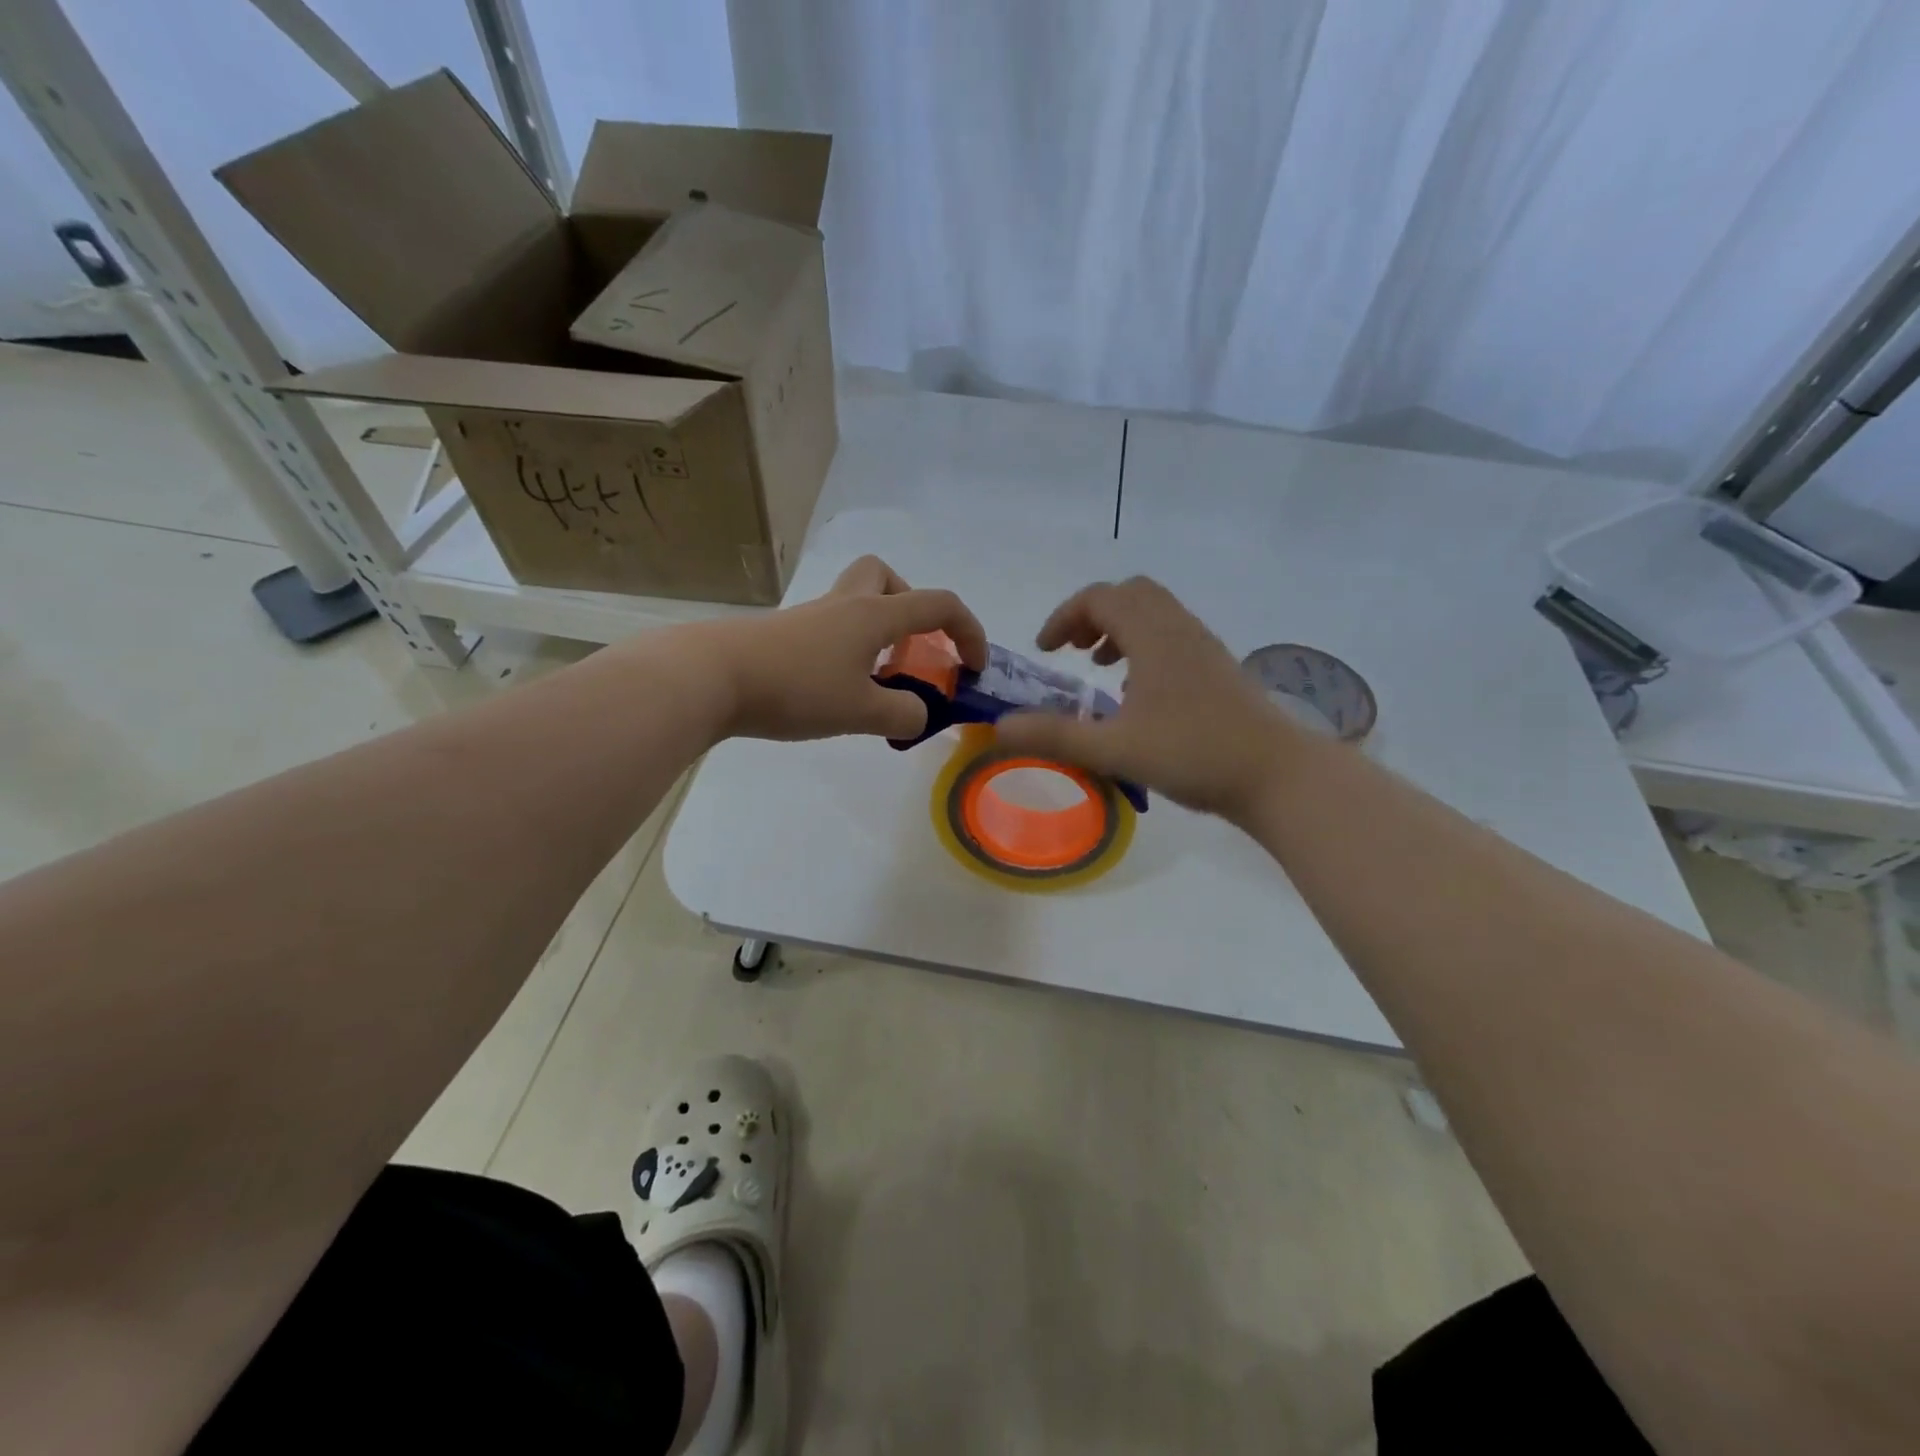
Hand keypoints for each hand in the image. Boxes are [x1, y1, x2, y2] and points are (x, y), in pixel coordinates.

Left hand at [705, 555, 987, 741]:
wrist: (711, 677)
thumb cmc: (795, 688)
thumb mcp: (860, 712)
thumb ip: (902, 716)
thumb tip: (920, 715)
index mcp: (874, 615)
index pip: (938, 605)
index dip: (968, 631)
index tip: (974, 667)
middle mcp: (844, 605)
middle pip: (886, 577)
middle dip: (910, 608)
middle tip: (910, 649)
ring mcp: (810, 617)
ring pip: (855, 602)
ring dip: (878, 632)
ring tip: (876, 679)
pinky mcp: (784, 635)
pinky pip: (830, 629)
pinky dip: (848, 650)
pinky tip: (837, 689)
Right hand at [993, 576, 1300, 820]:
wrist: (1277, 774)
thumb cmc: (1194, 754)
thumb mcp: (1114, 748)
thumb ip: (1054, 736)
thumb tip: (998, 728)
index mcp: (1153, 636)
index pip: (1100, 598)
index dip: (1064, 617)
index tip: (1044, 651)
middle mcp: (1179, 629)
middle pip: (1130, 594)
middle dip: (1093, 614)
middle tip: (1072, 651)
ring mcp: (1205, 647)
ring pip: (1155, 614)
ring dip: (1120, 630)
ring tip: (1101, 668)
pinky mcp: (1219, 668)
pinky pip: (1173, 636)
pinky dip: (1145, 647)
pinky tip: (1140, 695)